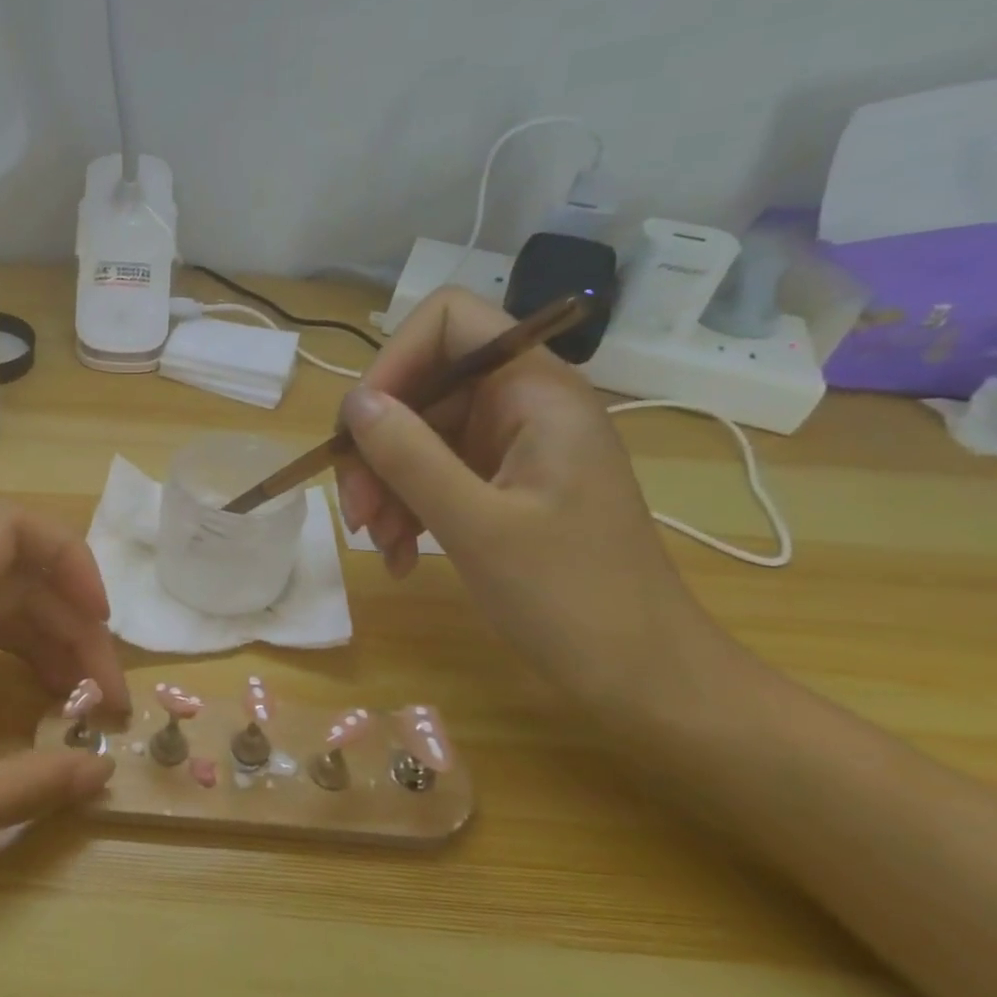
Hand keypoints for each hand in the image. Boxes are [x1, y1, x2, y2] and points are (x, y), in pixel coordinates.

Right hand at [332, 288, 711, 712]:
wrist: (642, 675)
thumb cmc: (572, 598)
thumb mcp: (477, 526)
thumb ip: (410, 456)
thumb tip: (354, 403)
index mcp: (536, 393)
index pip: (449, 321)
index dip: (394, 360)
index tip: (361, 427)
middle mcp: (523, 405)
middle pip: (421, 387)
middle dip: (376, 445)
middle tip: (357, 511)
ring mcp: (512, 446)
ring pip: (418, 434)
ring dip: (385, 484)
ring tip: (379, 542)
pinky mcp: (503, 484)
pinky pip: (433, 473)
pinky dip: (406, 507)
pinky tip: (399, 555)